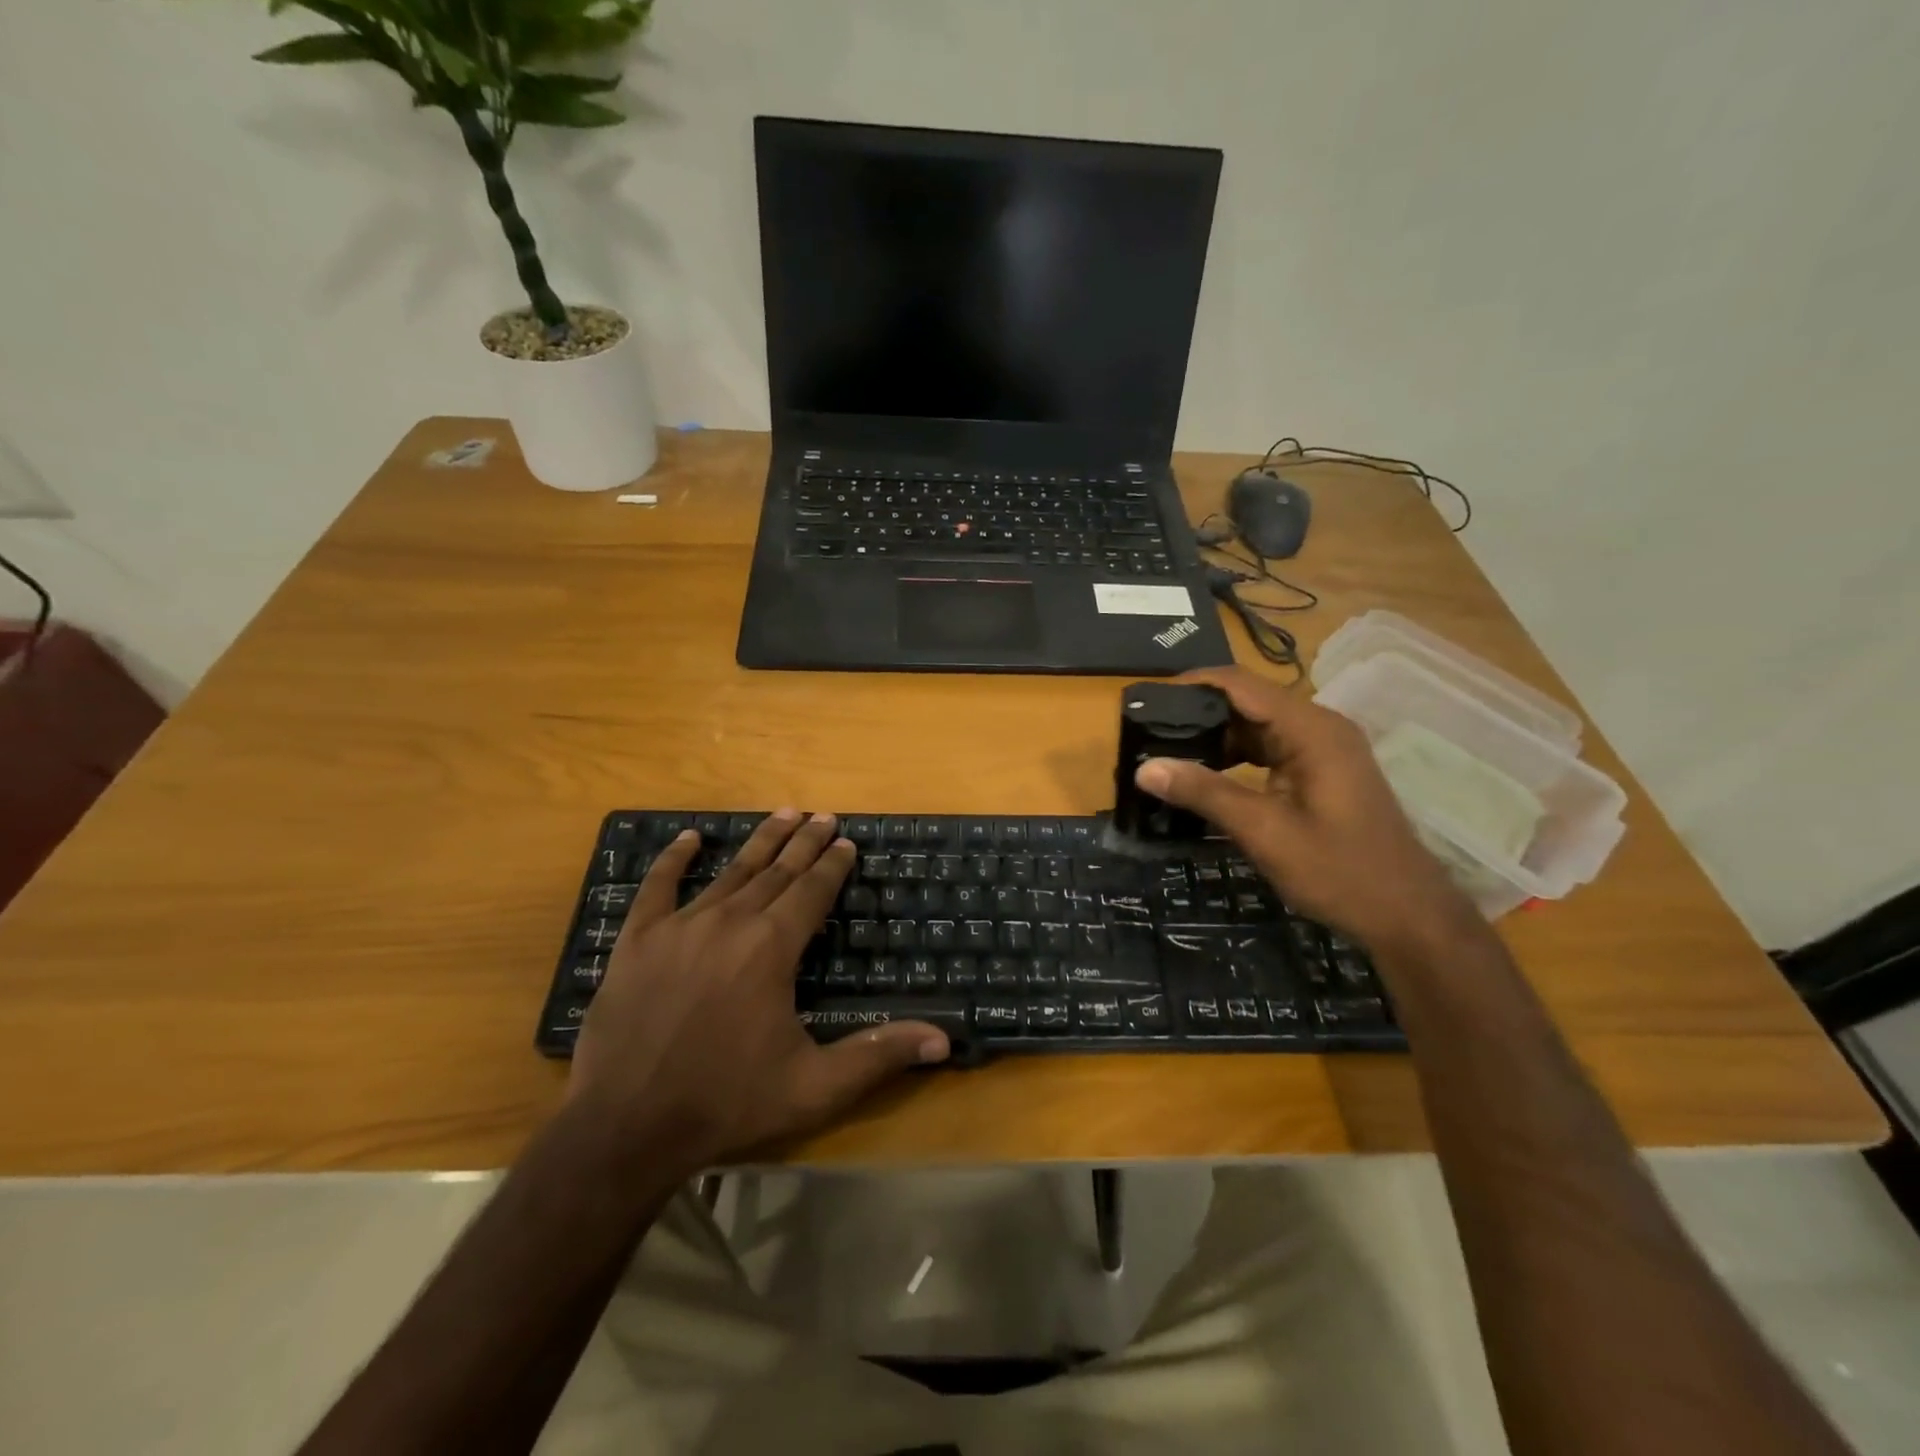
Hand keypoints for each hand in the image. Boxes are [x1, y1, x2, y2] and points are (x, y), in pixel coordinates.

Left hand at [569, 811, 949, 1172]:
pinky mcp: (637, 941)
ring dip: (760, 842)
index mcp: (772, 948)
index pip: (812, 891)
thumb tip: (943, 1040)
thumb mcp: (814, 1087)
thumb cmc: (727, 1103)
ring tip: (783, 814)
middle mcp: (730, 922)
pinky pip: (657, 888)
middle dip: (804, 843)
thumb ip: (878, 1056)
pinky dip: (673, 860)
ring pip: (730, 871)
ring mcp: (679, 927)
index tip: (846, 842)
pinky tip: (688, 838)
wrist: (624, 1128)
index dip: (832, 865)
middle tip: (823, 816)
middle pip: (777, 872)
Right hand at [1134, 667, 1477, 953]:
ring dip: (1213, 739)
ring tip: (1165, 755)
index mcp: (1311, 729)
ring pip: (1255, 727)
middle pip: (1247, 702)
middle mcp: (1318, 727)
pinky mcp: (1320, 771)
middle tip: (1145, 734)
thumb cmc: (1340, 871)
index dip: (1190, 685)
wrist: (1408, 915)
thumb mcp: (1265, 832)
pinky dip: (1235, 758)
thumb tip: (1144, 768)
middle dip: (1196, 715)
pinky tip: (1204, 778)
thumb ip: (1205, 793)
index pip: (1239, 684)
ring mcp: (1322, 749)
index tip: (1145, 702)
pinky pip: (1268, 750)